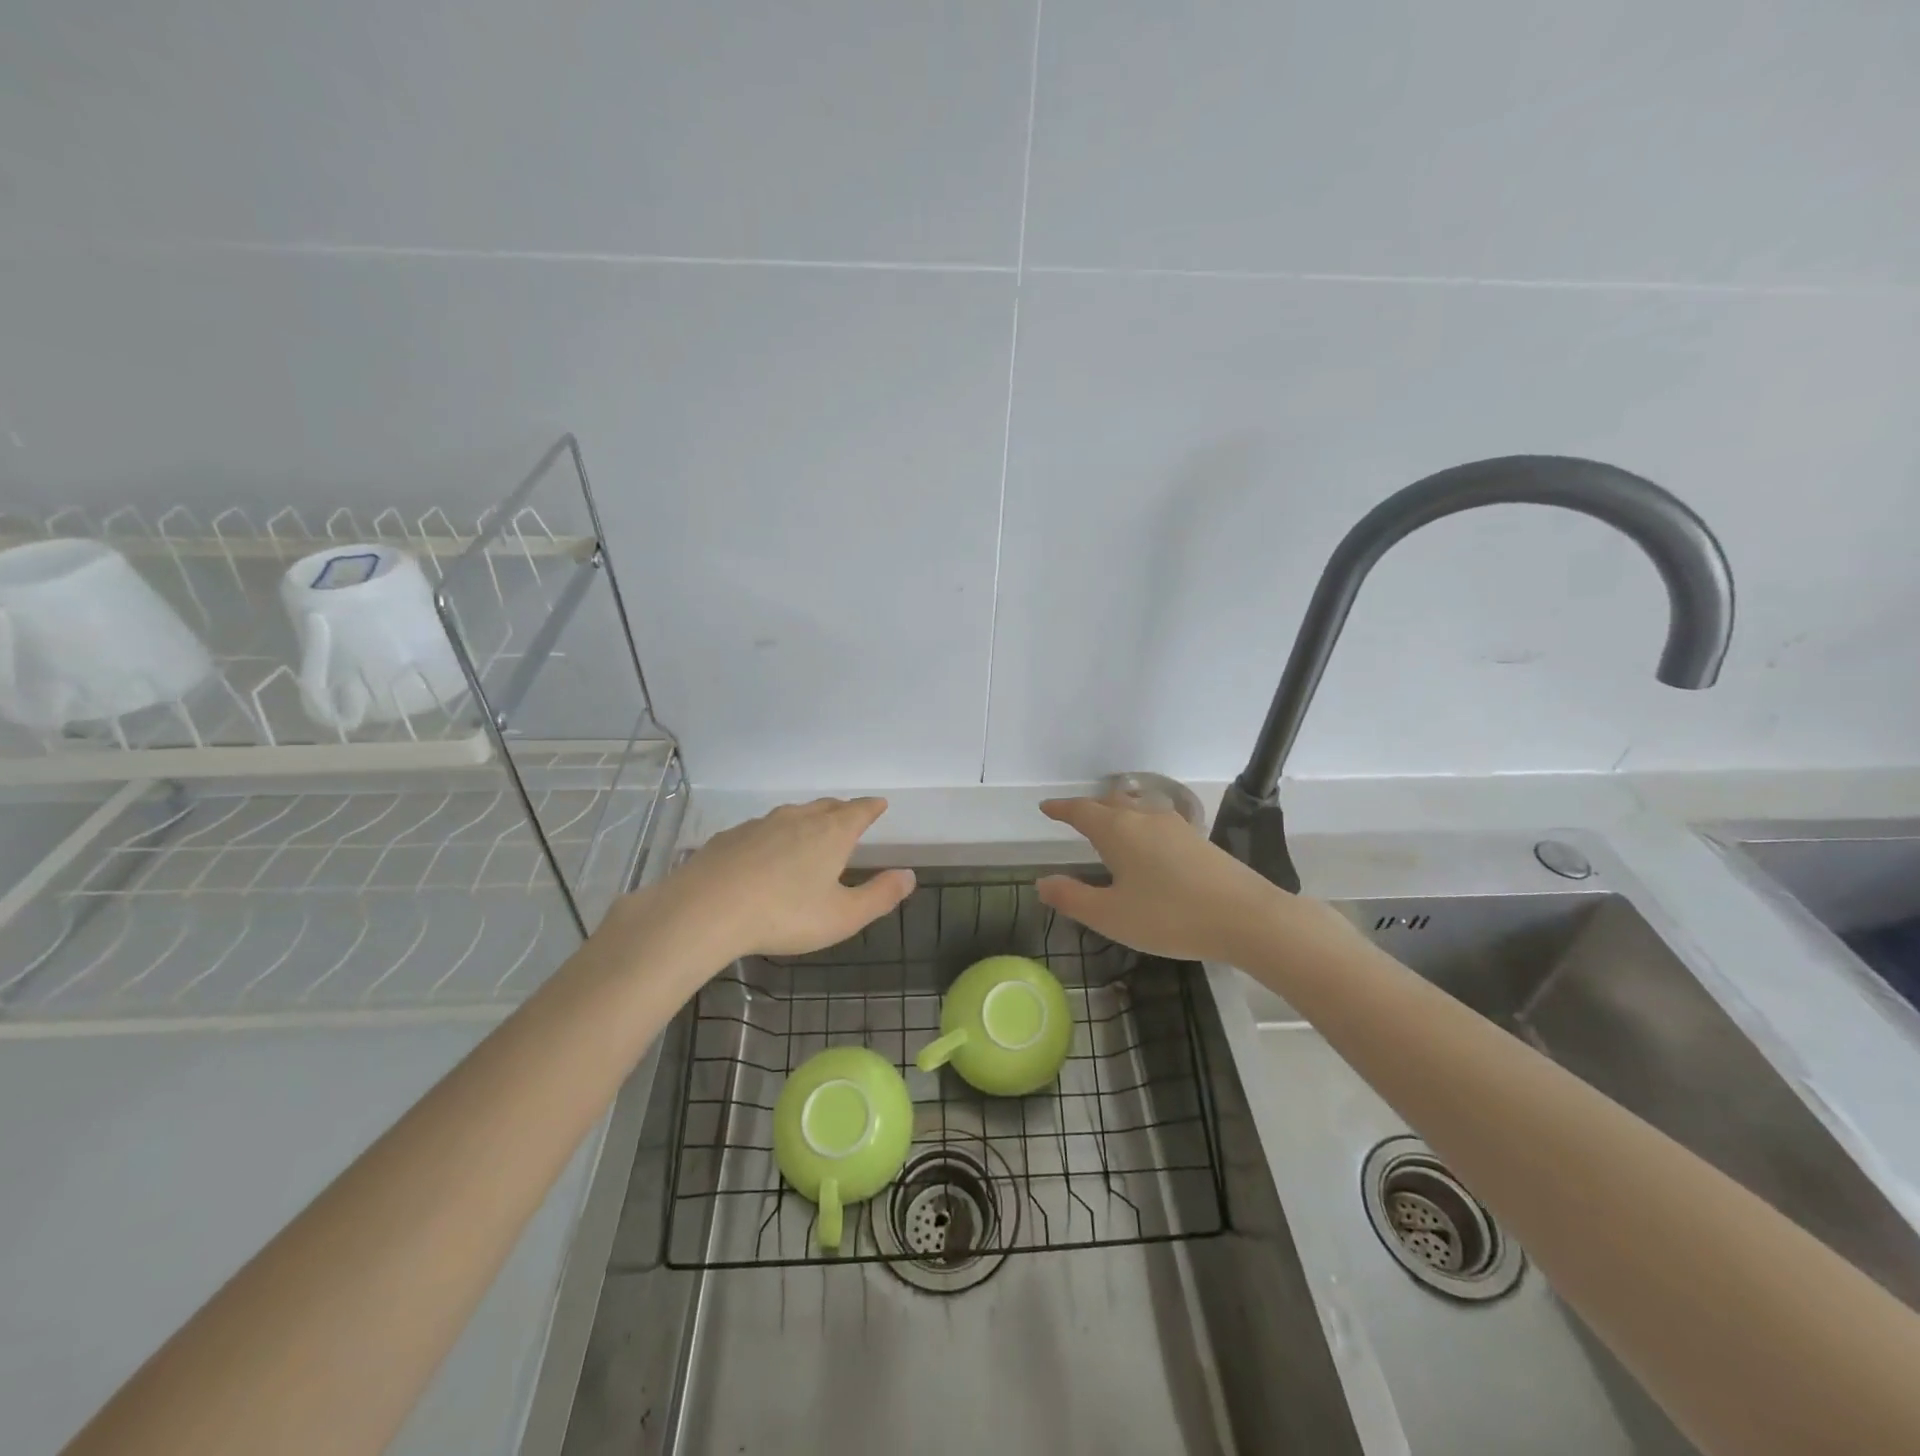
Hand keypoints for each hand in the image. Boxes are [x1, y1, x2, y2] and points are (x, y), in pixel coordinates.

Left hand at [641, 797, 914, 964]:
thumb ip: (880, 896)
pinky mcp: (730, 837)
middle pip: (826, 807)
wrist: (706, 910)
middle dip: (842, 810)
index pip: (859, 811)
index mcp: (831, 833)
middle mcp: (798, 819)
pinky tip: (766, 852)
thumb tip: (910, 875)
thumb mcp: (842, 916)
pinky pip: (762, 829)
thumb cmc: (784, 915)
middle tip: (849, 816)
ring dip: (807, 819)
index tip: (879, 805)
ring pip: (792, 815)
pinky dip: (774, 835)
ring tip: (811, 831)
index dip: (872, 807)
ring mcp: (761, 825)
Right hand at [1035, 796, 1300, 963]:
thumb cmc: (1169, 917)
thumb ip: (1073, 898)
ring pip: (1137, 806)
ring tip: (1110, 821)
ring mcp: (1175, 825)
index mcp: (1117, 831)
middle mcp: (1144, 818)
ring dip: (1118, 809)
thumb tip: (1042, 882)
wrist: (1246, 917)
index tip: (1046, 808)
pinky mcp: (1198, 839)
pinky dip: (1141, 822)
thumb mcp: (1112, 916)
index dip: (1061, 809)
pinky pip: (1157, 819)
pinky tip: (1149, 840)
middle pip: (1110, 802)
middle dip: (1089, 807)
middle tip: (1074, 816)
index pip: (1081, 811)